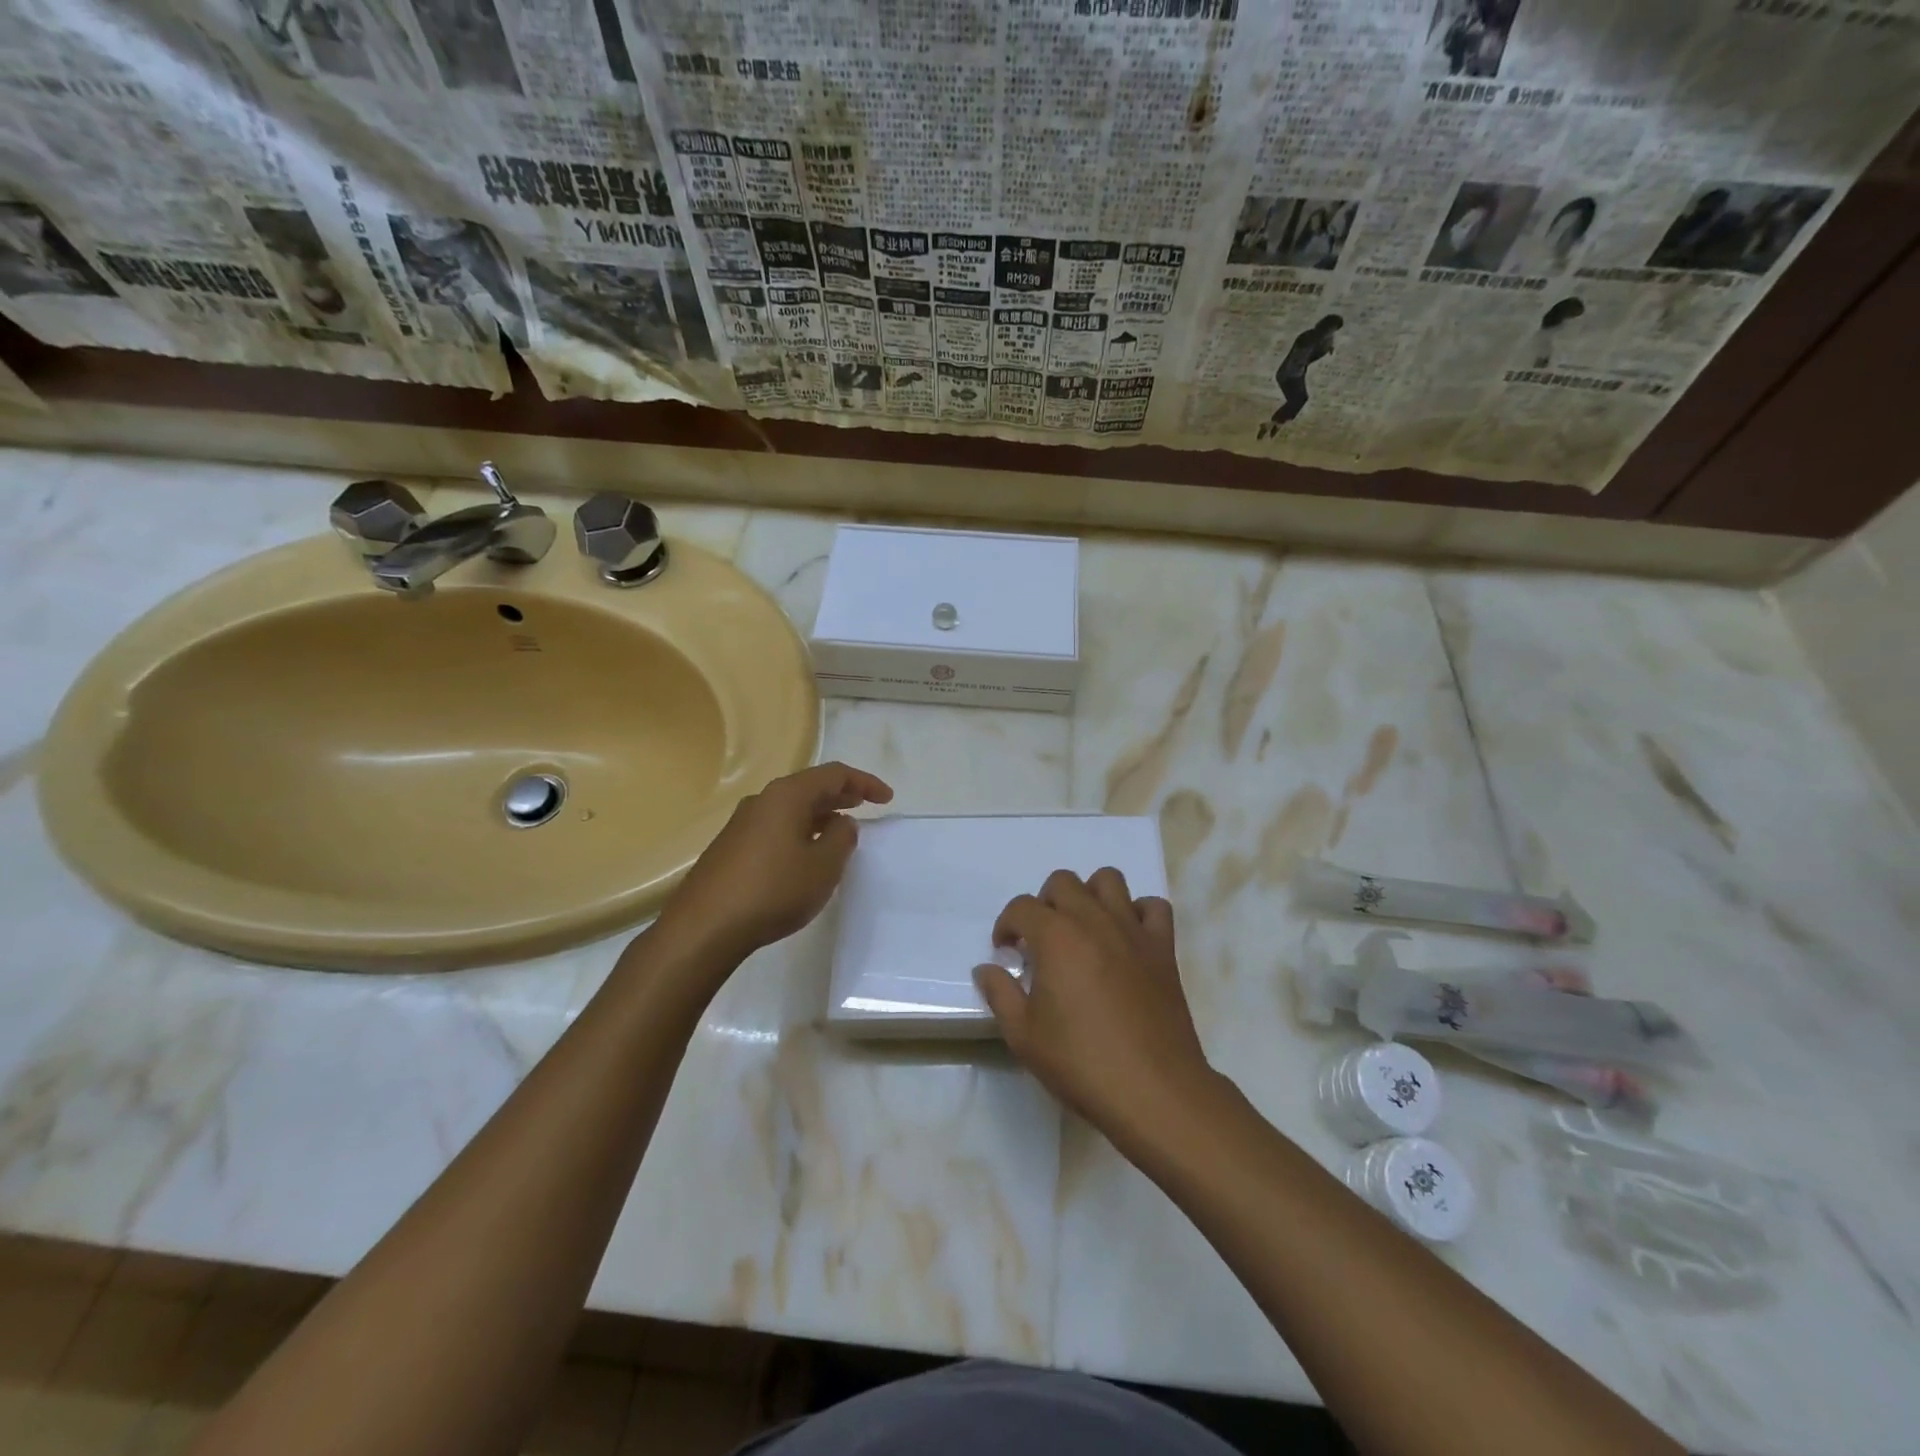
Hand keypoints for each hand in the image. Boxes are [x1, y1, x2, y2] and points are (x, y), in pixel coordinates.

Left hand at [656, 761, 892, 963]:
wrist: (705, 927)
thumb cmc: (774, 890)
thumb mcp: (823, 865)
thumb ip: (842, 837)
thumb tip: (841, 823)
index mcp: (787, 795)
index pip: (833, 774)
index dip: (864, 782)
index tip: (887, 799)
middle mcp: (762, 800)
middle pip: (809, 787)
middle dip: (841, 795)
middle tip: (866, 806)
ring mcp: (742, 823)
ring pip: (791, 809)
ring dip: (819, 815)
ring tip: (840, 831)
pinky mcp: (731, 847)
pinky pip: (775, 827)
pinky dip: (799, 831)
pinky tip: (805, 855)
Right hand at [973, 868, 1214, 1141]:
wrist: (1153, 1090)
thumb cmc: (1081, 1063)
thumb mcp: (1023, 1035)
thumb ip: (999, 993)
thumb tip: (986, 969)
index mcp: (1056, 936)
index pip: (1022, 907)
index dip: (1006, 925)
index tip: (1005, 952)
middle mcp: (1094, 920)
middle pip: (1063, 882)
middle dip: (1044, 904)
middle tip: (1041, 941)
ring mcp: (1132, 930)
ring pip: (1109, 880)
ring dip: (1089, 896)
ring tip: (1082, 930)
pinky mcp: (1163, 948)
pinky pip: (1153, 907)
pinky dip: (1137, 913)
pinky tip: (1126, 939)